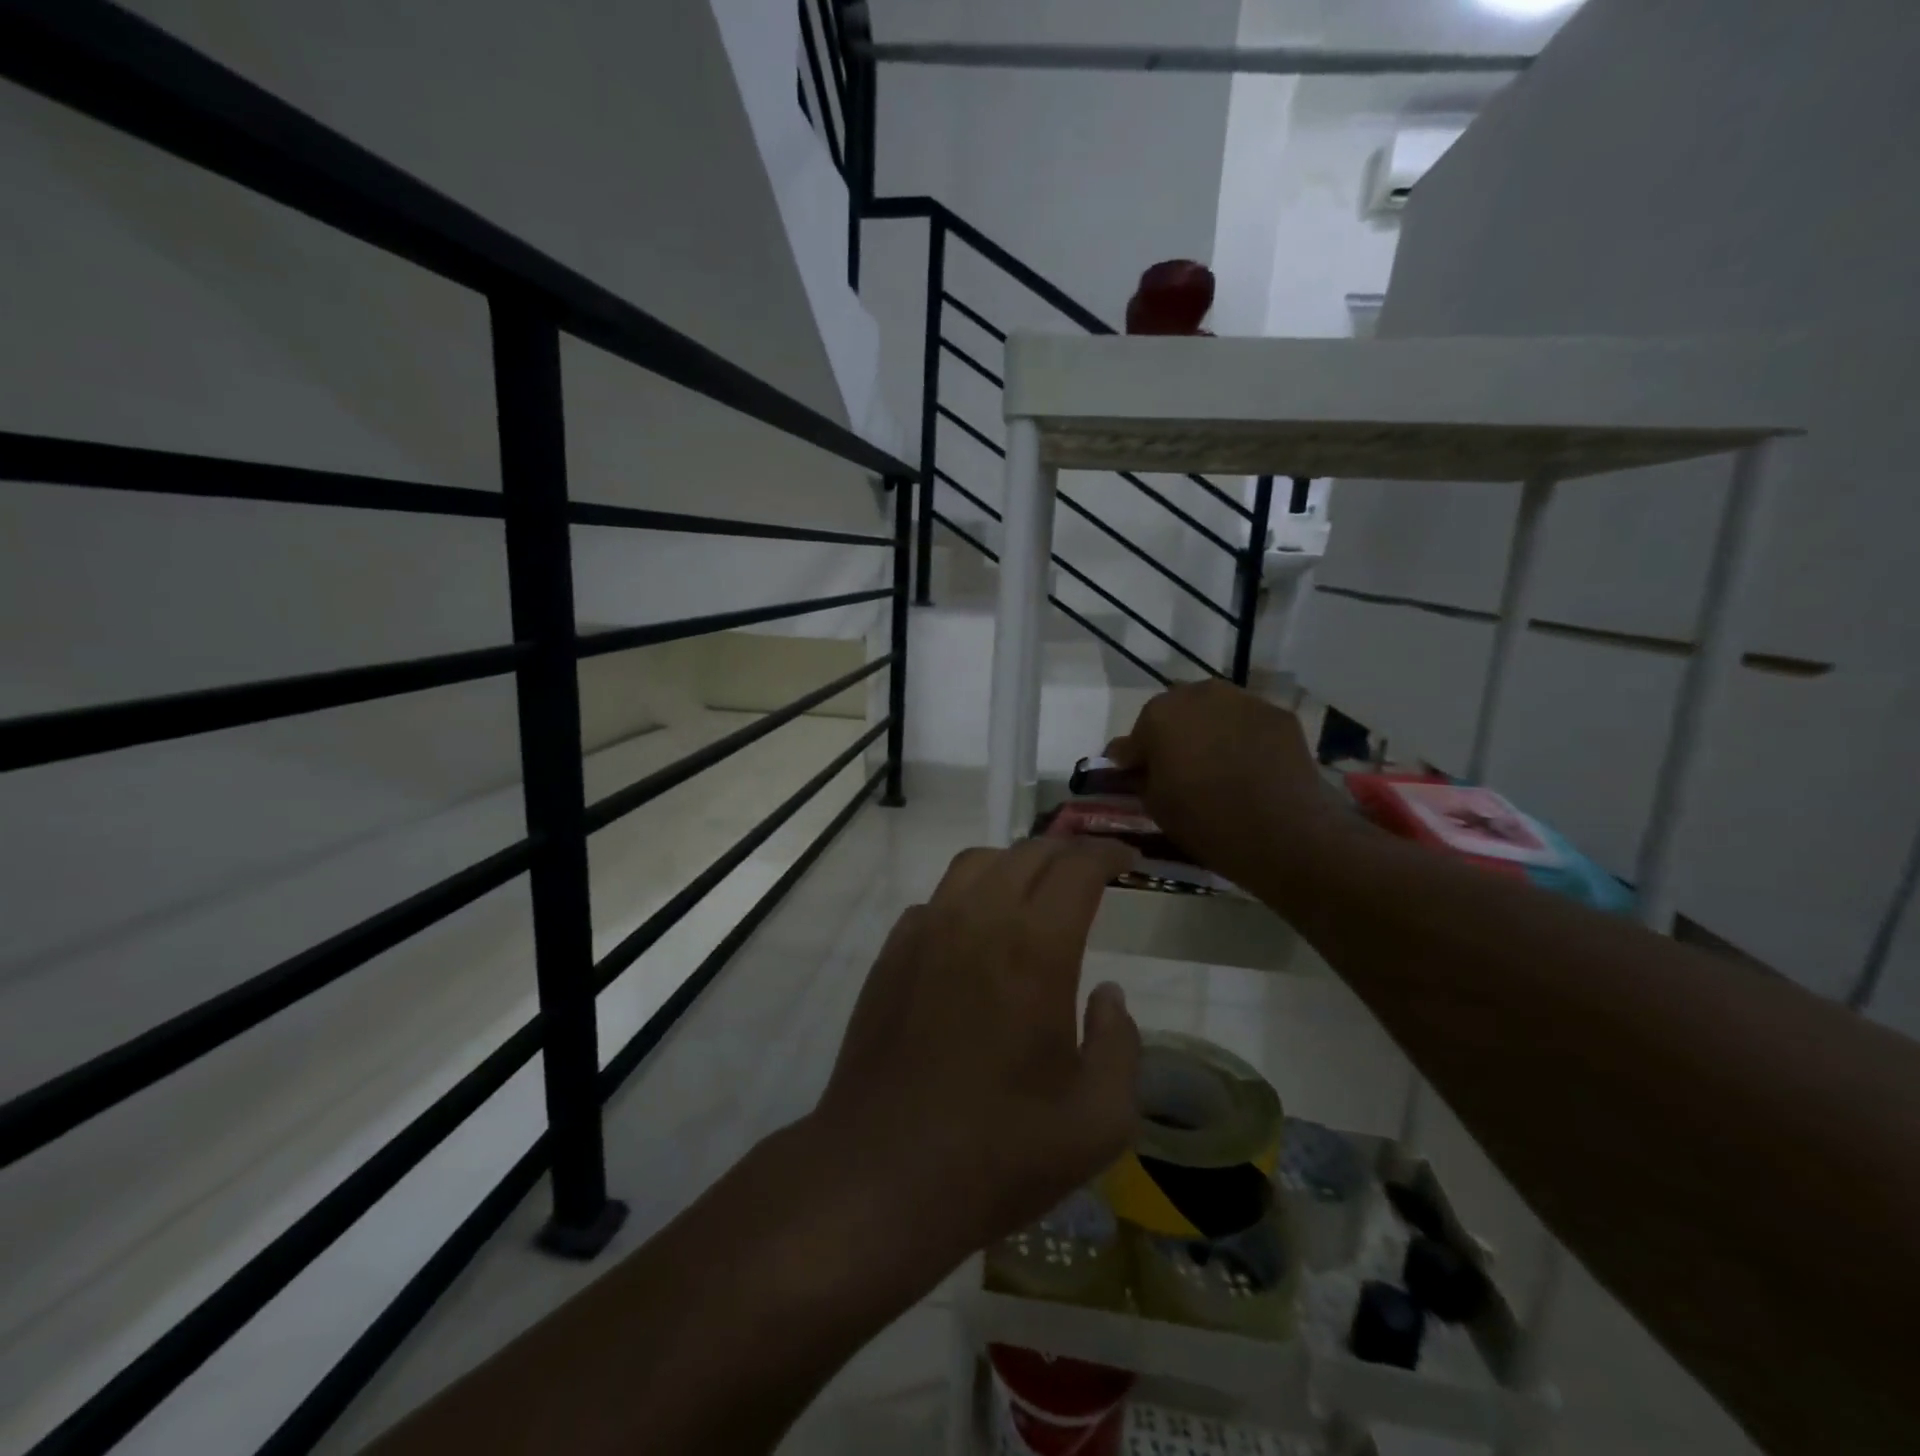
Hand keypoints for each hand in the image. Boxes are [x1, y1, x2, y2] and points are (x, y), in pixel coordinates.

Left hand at [808, 838, 1142, 1264]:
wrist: (882, 1175)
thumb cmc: (998, 1153)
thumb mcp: (1096, 1120)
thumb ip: (1120, 1045)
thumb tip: (1108, 996)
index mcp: (1034, 949)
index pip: (1076, 869)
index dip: (1107, 854)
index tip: (1128, 859)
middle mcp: (977, 921)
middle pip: (1027, 854)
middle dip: (1067, 852)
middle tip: (1091, 872)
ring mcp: (925, 932)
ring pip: (976, 864)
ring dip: (1015, 863)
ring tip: (1036, 890)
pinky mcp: (891, 954)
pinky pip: (936, 899)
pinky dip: (968, 895)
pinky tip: (976, 933)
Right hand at [1106, 680, 1345, 887]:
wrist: (1285, 831)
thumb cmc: (1207, 821)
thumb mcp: (1156, 806)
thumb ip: (1140, 777)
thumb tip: (1137, 765)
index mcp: (1159, 716)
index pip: (1134, 737)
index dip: (1135, 759)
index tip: (1137, 777)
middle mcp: (1198, 695)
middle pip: (1175, 713)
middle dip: (1172, 735)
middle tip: (1179, 768)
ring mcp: (1242, 700)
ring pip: (1214, 711)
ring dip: (1208, 730)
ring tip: (1217, 764)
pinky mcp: (1278, 714)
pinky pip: (1247, 722)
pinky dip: (1242, 737)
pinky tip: (1249, 765)